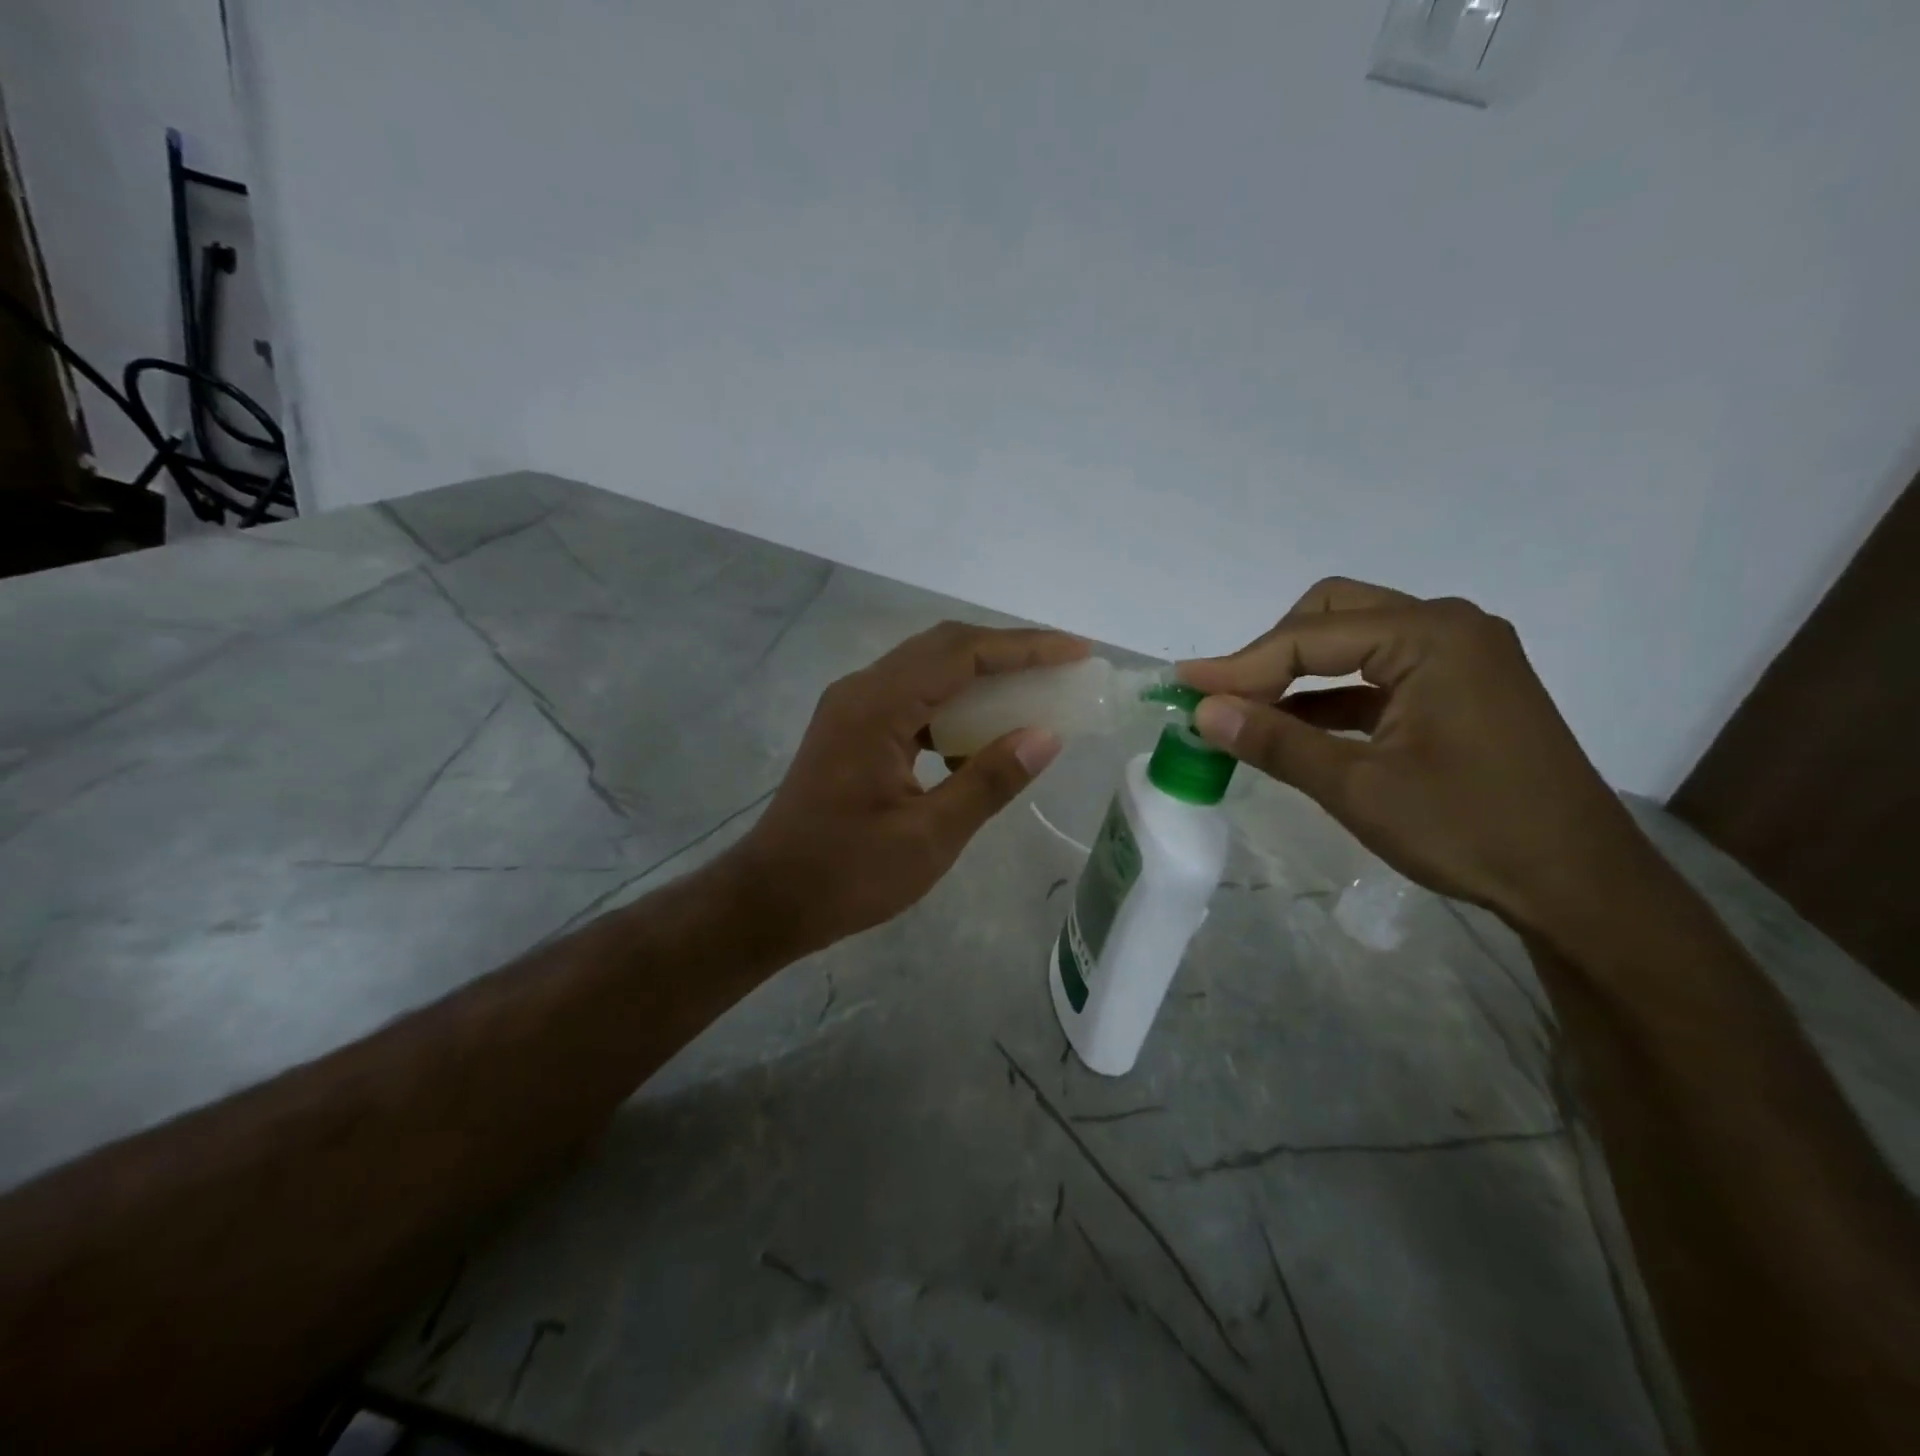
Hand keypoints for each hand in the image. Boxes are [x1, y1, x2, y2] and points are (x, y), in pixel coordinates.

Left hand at [731, 621, 1085, 955]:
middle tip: (1061, 666)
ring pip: (927, 668)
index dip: (1024, 648)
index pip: (962, 653)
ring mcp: (851, 708)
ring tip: (1032, 692)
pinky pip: (911, 697)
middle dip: (1007, 651)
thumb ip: (989, 780)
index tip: (1075, 652)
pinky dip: (953, 703)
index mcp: (877, 707)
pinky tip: (980, 735)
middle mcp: (861, 691)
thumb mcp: (930, 836)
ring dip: (980, 674)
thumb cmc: (847, 874)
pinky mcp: (851, 729)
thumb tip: (1046, 735)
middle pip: (944, 647)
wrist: (770, 898)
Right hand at [1178, 578, 1653, 933]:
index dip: (1239, 664)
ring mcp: (1459, 655)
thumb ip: (1275, 741)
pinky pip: (1377, 674)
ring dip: (1297, 675)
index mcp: (1430, 636)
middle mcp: (1447, 627)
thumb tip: (1202, 711)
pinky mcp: (1459, 687)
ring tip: (1247, 714)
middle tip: (1225, 698)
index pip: (1308, 637)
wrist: (1578, 884)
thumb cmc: (1469, 829)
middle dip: (1270, 654)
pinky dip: (1331, 696)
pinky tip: (1295, 728)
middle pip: (1331, 615)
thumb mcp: (1358, 787)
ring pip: (1353, 642)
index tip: (1183, 686)